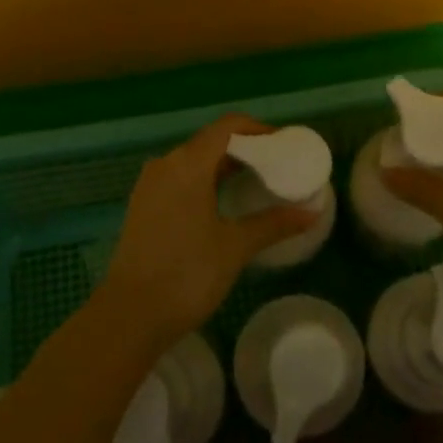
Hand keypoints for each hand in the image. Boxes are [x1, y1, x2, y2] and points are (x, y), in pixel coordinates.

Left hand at [99, 113, 318, 343]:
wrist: (129, 316)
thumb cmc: (186, 274)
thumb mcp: (235, 247)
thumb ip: (274, 224)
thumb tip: (312, 212)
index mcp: (188, 164)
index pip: (227, 126)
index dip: (258, 130)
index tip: (284, 145)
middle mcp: (165, 164)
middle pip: (210, 141)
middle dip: (245, 149)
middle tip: (277, 167)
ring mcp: (150, 185)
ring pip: (193, 161)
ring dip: (224, 166)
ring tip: (256, 184)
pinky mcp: (143, 206)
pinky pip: (179, 179)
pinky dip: (205, 181)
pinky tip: (224, 204)